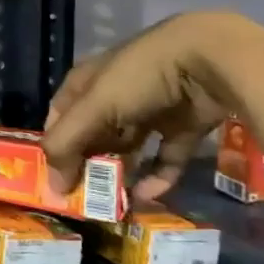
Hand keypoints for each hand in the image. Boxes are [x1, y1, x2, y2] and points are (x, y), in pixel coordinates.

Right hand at [41, 10, 244, 201]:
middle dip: (88, 164)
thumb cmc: (139, 77)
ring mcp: (150, 111)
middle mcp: (114, 95)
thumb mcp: (95, 107)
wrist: (210, 60)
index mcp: (87, 83)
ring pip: (129, 148)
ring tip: (114, 203)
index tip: (53, 178)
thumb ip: (67, 144)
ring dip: (121, 173)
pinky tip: (147, 197)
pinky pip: (165, 158)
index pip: (60, 116)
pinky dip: (157, 178)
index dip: (55, 145)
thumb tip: (53, 186)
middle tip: (84, 196)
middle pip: (94, 135)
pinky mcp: (182, 126)